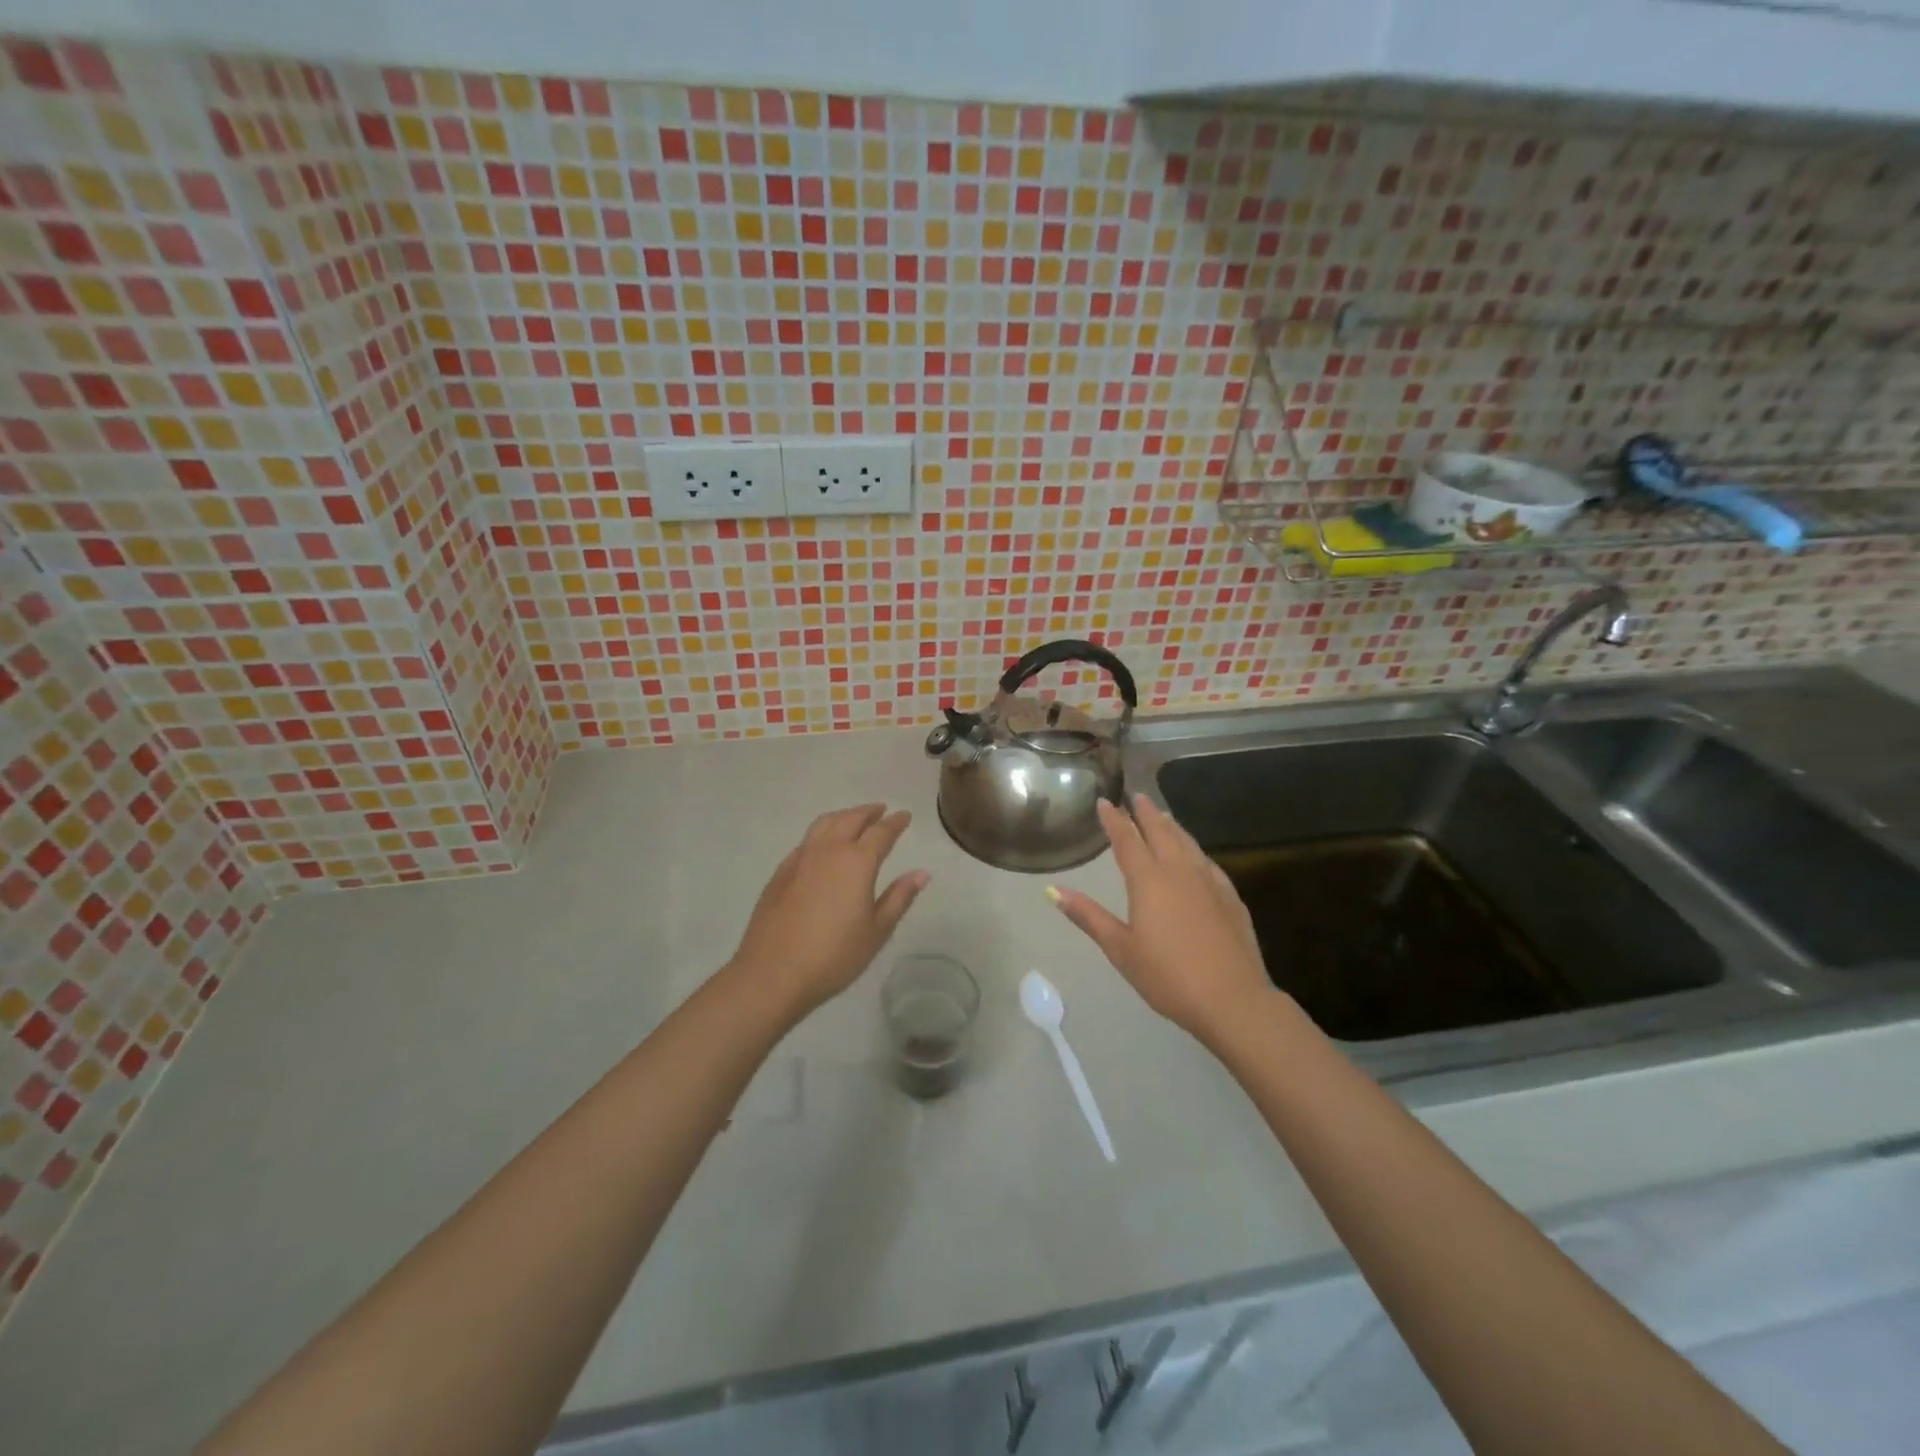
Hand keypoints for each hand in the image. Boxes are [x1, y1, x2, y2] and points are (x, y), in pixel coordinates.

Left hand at [729, 804, 929, 1018]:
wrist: (772, 974)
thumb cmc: (834, 956)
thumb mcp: (876, 931)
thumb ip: (899, 897)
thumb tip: (922, 873)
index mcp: (856, 862)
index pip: (881, 833)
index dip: (895, 823)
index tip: (905, 816)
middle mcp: (828, 851)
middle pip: (850, 819)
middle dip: (868, 812)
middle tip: (881, 810)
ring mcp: (800, 859)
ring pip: (824, 824)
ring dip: (843, 816)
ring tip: (853, 819)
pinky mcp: (780, 872)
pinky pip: (806, 840)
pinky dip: (822, 833)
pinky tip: (823, 846)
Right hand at [1049, 794, 1272, 1046]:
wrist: (1232, 999)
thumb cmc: (1167, 976)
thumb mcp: (1120, 949)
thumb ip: (1089, 916)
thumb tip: (1054, 892)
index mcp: (1148, 880)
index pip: (1127, 840)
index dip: (1114, 819)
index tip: (1104, 801)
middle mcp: (1179, 871)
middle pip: (1160, 831)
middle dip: (1146, 812)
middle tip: (1136, 796)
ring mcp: (1209, 882)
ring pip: (1187, 842)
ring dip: (1172, 826)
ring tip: (1163, 815)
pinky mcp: (1230, 897)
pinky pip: (1207, 862)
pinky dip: (1194, 849)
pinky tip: (1195, 855)